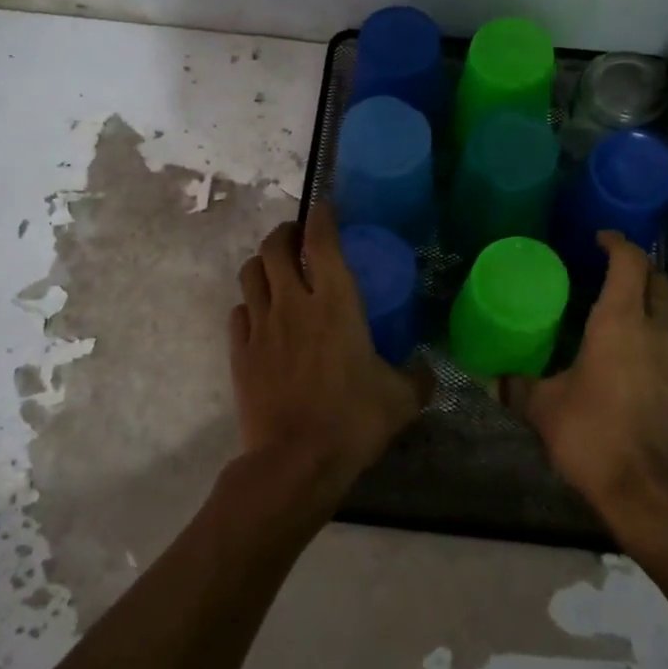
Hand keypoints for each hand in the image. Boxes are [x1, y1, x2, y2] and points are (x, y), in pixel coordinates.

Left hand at [229, 207, 425, 507]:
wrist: (295, 461)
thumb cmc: (353, 421)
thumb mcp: (401, 399)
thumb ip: (417, 377)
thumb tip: (429, 371)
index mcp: (336, 303)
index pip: (321, 241)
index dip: (321, 216)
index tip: (324, 207)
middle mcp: (294, 303)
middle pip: (275, 247)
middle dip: (285, 233)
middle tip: (297, 239)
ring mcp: (261, 326)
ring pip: (250, 273)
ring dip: (262, 263)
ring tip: (275, 271)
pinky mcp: (240, 351)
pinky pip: (238, 312)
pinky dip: (249, 304)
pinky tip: (260, 317)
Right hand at [507, 232, 667, 530]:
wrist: (649, 492)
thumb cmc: (593, 435)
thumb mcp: (544, 408)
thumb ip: (516, 386)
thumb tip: (490, 378)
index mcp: (621, 322)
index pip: (630, 262)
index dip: (617, 243)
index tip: (597, 237)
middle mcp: (655, 330)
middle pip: (658, 279)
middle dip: (636, 265)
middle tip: (603, 267)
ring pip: (666, 308)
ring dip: (645, 297)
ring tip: (609, 304)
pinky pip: (667, 337)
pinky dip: (649, 326)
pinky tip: (621, 347)